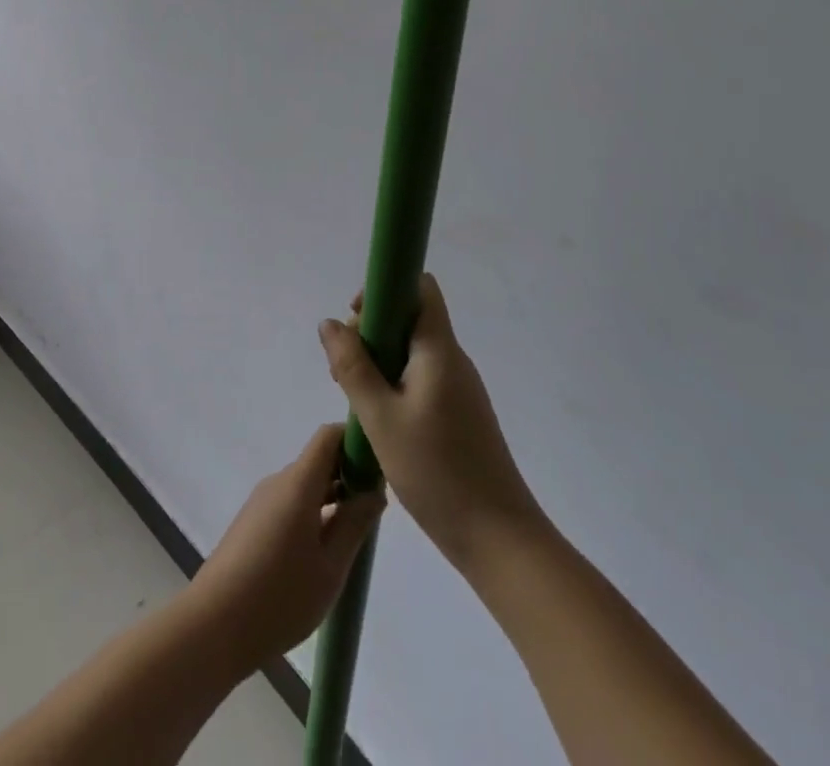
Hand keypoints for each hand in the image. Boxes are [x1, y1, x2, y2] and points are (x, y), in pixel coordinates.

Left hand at [188, 424, 385, 670]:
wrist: (214, 624)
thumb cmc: (280, 596)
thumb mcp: (330, 567)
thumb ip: (354, 524)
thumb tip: (374, 491)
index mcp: (297, 483)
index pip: (328, 437)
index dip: (355, 442)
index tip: (379, 469)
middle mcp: (278, 482)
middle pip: (318, 461)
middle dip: (349, 476)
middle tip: (375, 512)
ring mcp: (262, 501)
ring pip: (305, 485)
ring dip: (332, 499)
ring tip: (354, 537)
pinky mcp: (253, 522)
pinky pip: (290, 503)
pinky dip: (313, 513)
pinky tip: (323, 552)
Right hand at [319, 273, 545, 569]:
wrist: (500, 541)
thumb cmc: (437, 472)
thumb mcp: (380, 418)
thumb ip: (352, 366)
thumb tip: (329, 323)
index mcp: (439, 350)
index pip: (420, 288)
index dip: (384, 289)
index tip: (356, 319)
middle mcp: (453, 360)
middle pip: (410, 318)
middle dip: (371, 331)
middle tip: (343, 370)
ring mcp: (459, 388)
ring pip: (412, 351)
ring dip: (378, 361)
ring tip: (354, 399)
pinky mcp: (459, 414)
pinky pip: (420, 378)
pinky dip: (393, 384)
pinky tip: (377, 420)